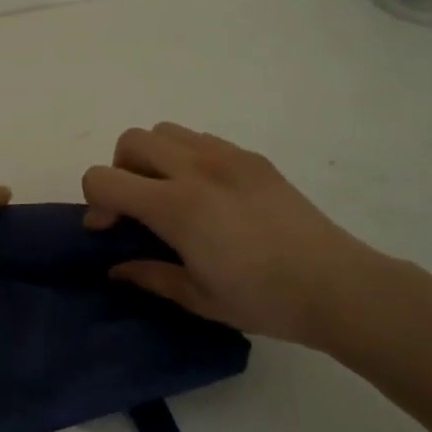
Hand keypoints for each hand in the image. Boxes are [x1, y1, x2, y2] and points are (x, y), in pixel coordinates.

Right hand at [82, 123, 390, 347]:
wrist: (337, 285)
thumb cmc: (263, 300)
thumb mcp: (198, 298)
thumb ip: (149, 276)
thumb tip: (117, 267)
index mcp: (175, 206)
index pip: (104, 178)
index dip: (95, 203)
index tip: (111, 230)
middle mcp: (196, 168)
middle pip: (131, 140)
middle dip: (121, 171)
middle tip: (138, 208)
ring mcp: (227, 157)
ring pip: (166, 131)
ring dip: (153, 158)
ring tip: (171, 195)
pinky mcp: (252, 158)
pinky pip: (201, 139)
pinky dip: (187, 157)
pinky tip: (208, 195)